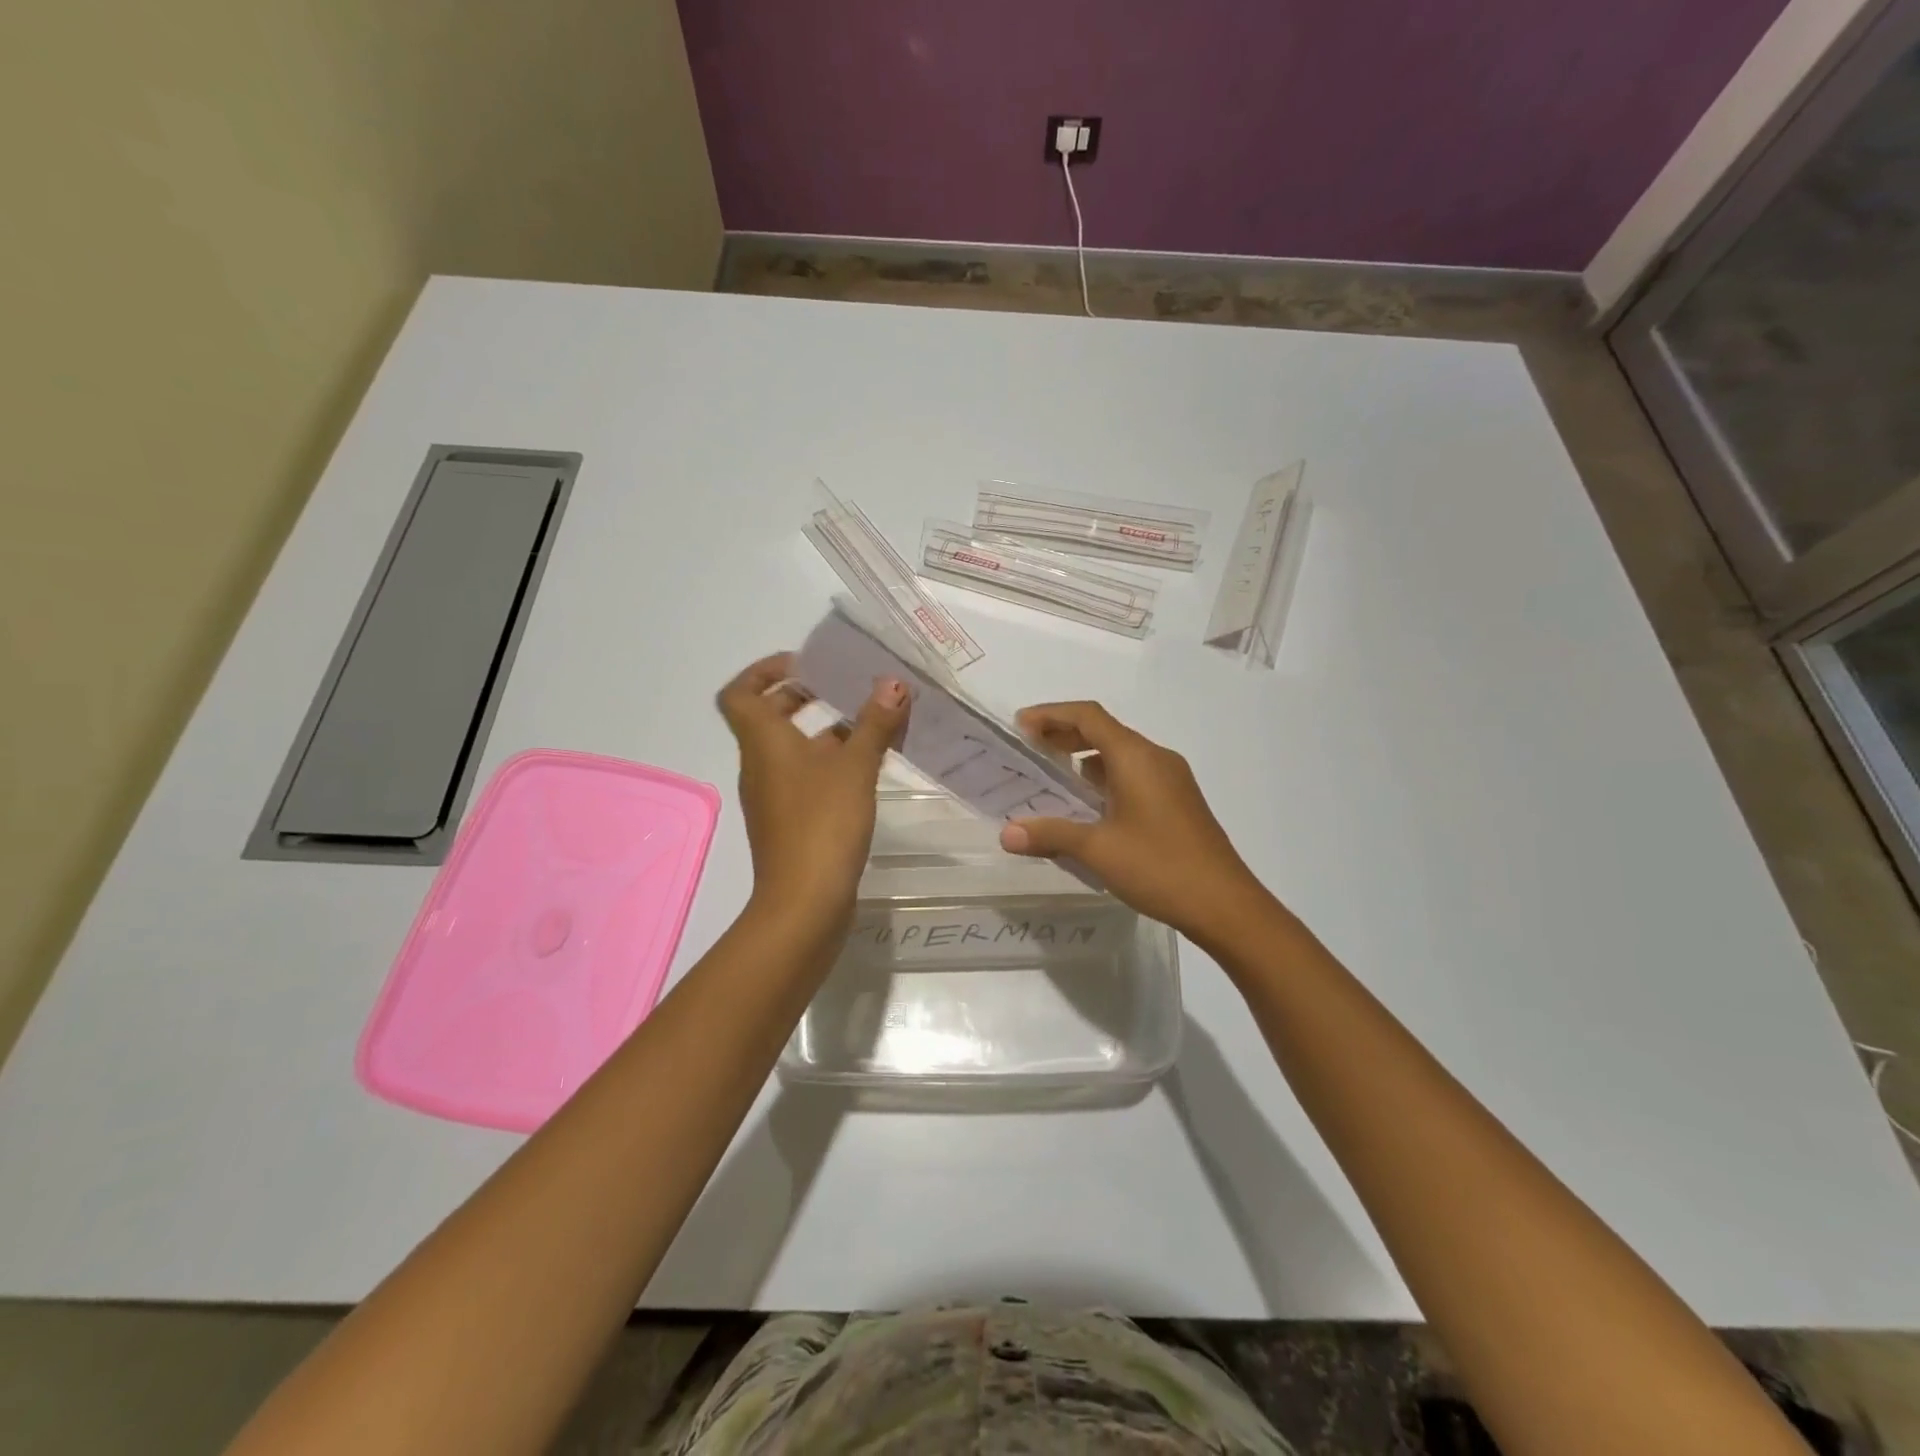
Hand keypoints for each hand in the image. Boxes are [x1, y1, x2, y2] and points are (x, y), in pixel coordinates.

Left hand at [716, 653, 908, 931]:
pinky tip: (866, 770)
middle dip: (801, 697)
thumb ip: (874, 722)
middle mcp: (760, 765)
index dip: (763, 670)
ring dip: (822, 732)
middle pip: (767, 719)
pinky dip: (829, 764)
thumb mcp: (855, 766)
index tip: (803, 664)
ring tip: (867, 726)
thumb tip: (893, 682)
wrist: (805, 901)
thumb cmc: (823, 822)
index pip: (740, 693)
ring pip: (791, 750)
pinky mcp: (791, 822)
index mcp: (763, 742)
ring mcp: (773, 797)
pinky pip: (805, 778)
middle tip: (842, 688)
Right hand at [999, 701, 1269, 940]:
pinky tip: (1089, 804)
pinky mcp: (1178, 801)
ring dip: (1085, 756)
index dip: (1051, 714)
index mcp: (1136, 757)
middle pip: (1105, 730)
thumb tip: (1006, 833)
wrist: (1225, 904)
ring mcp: (1172, 780)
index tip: (1020, 725)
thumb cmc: (1159, 866)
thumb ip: (1050, 835)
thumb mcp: (1097, 850)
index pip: (1088, 716)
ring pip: (1121, 754)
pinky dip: (1105, 776)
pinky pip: (1134, 774)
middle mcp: (1156, 758)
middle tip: (1030, 746)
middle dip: (1065, 732)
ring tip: (1052, 773)